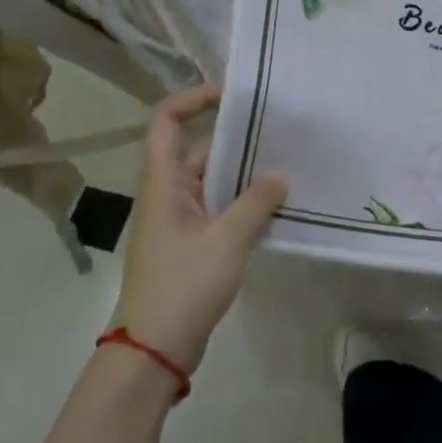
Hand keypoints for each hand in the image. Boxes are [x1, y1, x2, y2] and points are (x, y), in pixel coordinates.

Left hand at [111, 86, 287, 374]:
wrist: (154, 348)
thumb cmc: (183, 285)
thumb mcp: (226, 240)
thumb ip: (256, 203)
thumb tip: (280, 175)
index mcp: (164, 182)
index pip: (167, 121)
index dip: (194, 99)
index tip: (234, 94)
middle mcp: (168, 193)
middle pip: (197, 148)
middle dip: (235, 135)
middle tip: (279, 127)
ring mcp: (180, 219)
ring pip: (212, 180)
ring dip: (244, 170)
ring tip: (287, 159)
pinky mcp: (192, 242)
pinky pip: (219, 207)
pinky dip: (243, 199)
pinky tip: (276, 203)